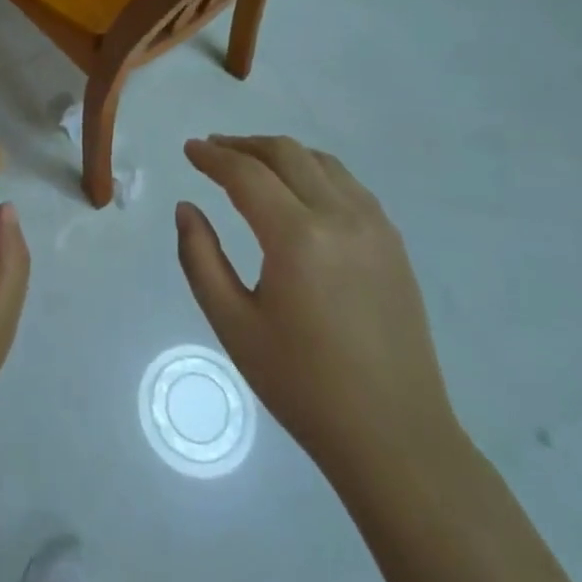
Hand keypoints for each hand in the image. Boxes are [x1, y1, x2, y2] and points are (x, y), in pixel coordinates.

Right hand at [176, 135, 460, 483]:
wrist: (394, 436)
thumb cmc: (302, 385)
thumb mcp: (233, 324)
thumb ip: (200, 258)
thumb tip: (187, 208)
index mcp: (298, 237)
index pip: (246, 175)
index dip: (212, 157)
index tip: (189, 149)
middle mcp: (340, 217)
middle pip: (286, 154)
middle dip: (244, 145)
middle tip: (213, 150)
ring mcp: (375, 226)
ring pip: (321, 162)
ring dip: (280, 153)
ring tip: (250, 163)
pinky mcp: (393, 242)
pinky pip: (347, 184)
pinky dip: (313, 170)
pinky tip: (297, 190)